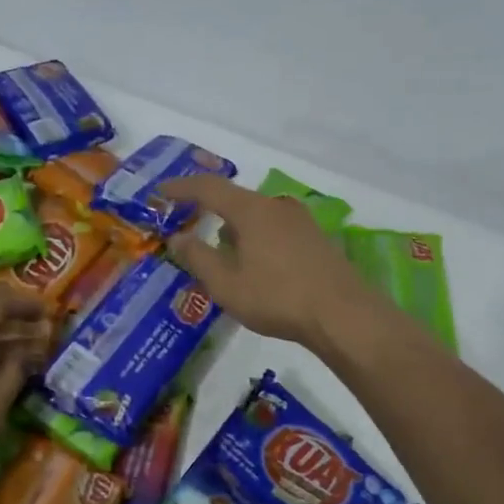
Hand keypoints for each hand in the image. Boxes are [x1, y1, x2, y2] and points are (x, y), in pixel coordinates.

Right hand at [162, 176, 367, 347]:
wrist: (344, 315)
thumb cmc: (277, 297)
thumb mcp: (227, 284)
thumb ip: (198, 258)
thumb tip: (178, 238)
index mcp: (251, 210)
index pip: (208, 188)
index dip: (181, 188)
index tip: (160, 193)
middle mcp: (276, 206)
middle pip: (235, 200)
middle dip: (210, 212)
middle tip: (190, 228)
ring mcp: (301, 222)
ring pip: (257, 217)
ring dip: (234, 229)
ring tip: (221, 254)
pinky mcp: (316, 240)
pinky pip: (274, 230)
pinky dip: (256, 239)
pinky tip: (255, 265)